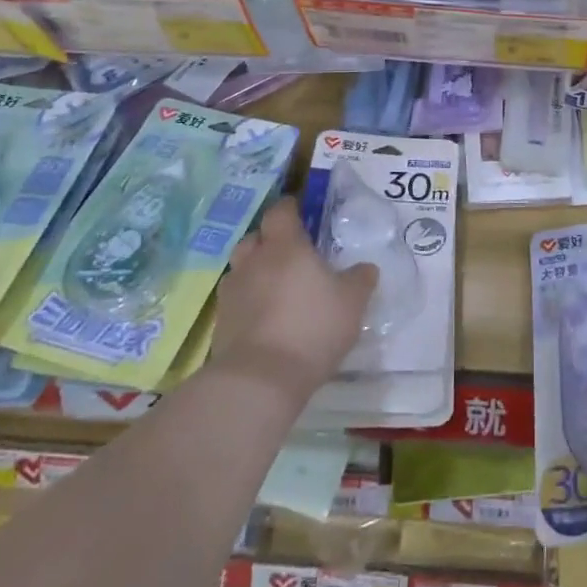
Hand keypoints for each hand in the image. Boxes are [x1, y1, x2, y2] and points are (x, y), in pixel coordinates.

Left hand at [210, 199, 377, 402]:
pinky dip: (247, 301)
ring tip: (274, 286)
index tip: (300, 211)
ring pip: (241, 268)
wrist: (261, 379)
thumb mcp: (352, 302)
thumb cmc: (312, 327)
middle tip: (289, 252)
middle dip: (268, 239)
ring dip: (255, 270)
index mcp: (285, 246)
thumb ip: (360, 279)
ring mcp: (232, 292)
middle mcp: (253, 261)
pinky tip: (263, 317)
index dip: (290, 208)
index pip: (281, 211)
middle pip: (254, 237)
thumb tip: (366, 268)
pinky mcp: (221, 322)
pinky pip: (234, 300)